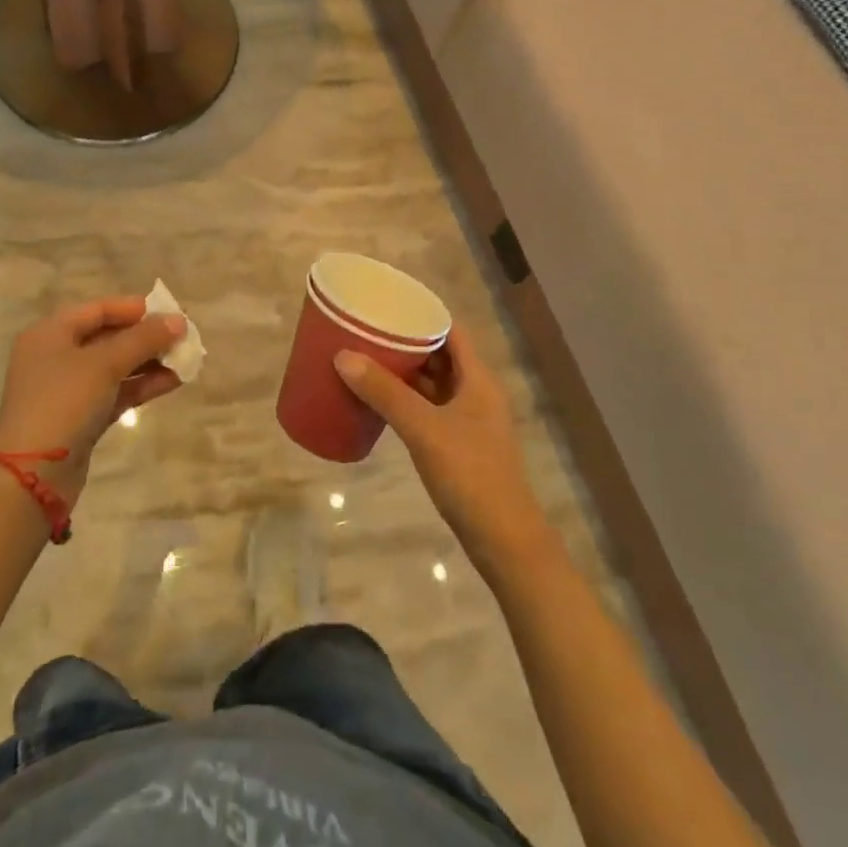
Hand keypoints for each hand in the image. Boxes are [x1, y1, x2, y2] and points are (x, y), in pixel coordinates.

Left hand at [0, 297, 186, 503]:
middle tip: (183, 337)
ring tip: (185, 360)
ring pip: (115, 366)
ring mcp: (68, 389)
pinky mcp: (81, 418)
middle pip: (108, 337)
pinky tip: (173, 382)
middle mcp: (56, 356)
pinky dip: (141, 386)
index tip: (170, 312)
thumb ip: (143, 339)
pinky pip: (116, 392)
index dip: (135, 308)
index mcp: (51, 333)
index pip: (98, 310)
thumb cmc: (63, 402)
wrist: (33, 475)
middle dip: (146, 337)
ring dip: (149, 362)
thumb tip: (178, 320)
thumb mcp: (104, 364)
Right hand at [334, 325, 546, 559]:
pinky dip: (407, 399)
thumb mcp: (423, 429)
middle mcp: (476, 392)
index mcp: (478, 379)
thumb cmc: (470, 474)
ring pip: (433, 382)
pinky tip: (380, 400)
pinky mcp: (459, 444)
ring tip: (366, 358)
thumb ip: (384, 393)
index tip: (386, 305)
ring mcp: (469, 420)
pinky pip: (429, 407)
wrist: (504, 541)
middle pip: (440, 354)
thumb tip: (343, 356)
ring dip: (405, 372)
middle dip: (406, 342)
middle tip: (367, 331)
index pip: (450, 329)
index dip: (421, 314)